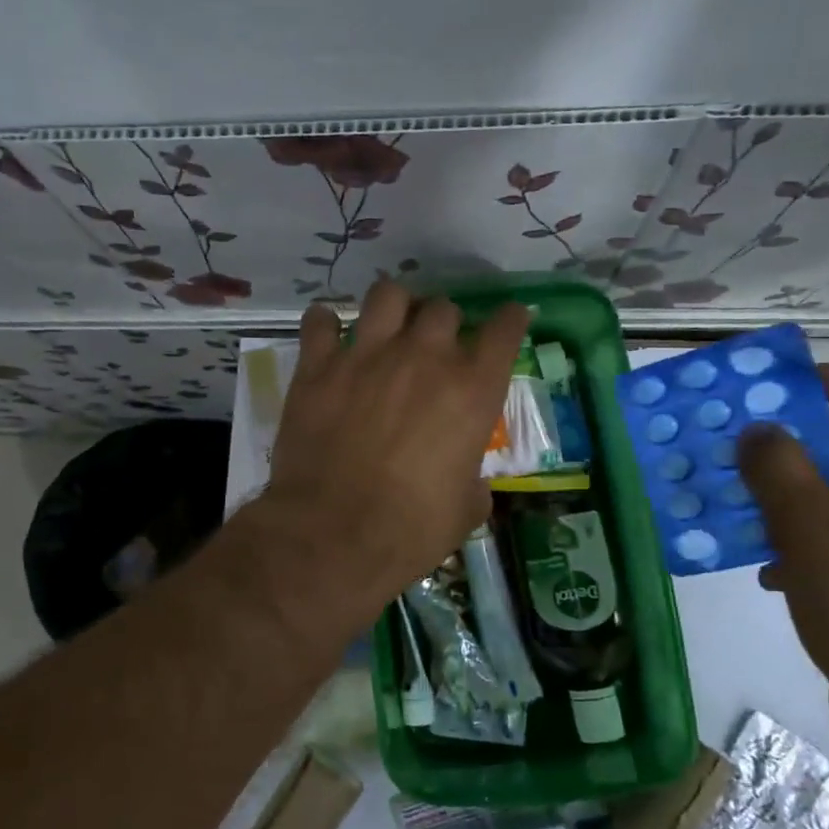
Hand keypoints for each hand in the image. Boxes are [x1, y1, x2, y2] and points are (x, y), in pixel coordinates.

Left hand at [253, 280, 527, 627]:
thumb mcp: (465, 510)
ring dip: (394, 306)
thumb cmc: (411, 529)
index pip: (504, 328)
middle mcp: (424, 357)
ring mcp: (367, 355)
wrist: (335, 533)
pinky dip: (325, 323)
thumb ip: (472, 482)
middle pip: (443, 307)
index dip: (510, 319)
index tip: (509, 319)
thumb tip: (469, 482)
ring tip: (388, 326)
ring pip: (387, 295)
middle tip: (434, 345)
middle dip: (444, 322)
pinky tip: (328, 336)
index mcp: (472, 389)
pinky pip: (319, 321)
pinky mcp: (318, 366)